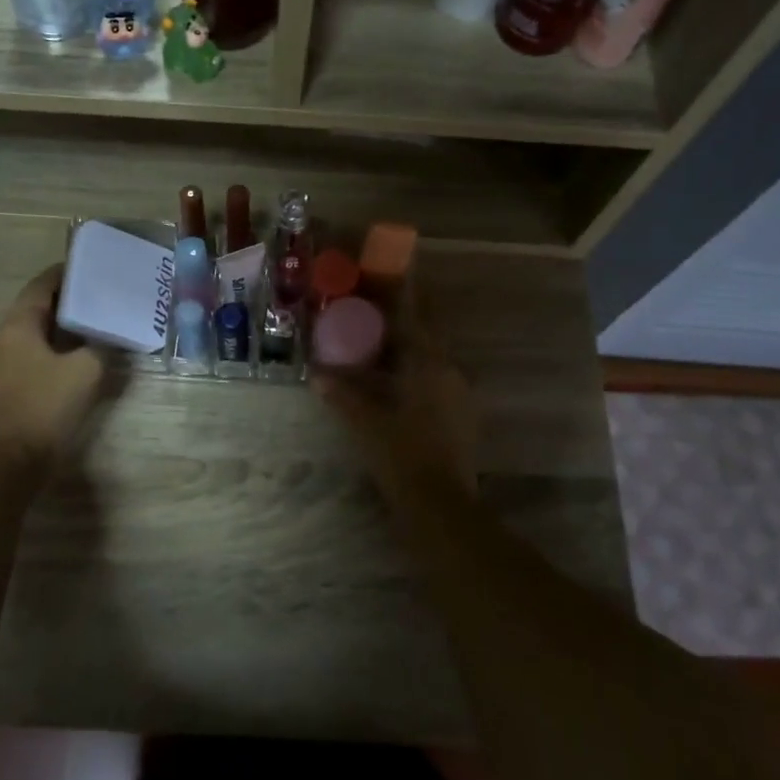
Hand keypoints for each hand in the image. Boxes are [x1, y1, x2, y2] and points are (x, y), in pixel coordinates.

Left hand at [0, 266, 105, 464]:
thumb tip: (108, 338)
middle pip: (33, 307)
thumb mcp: (86, 371)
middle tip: (98, 297)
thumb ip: (101, 347)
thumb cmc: (45, 407)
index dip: (65, 274)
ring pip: (29, 333)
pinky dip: (48, 348)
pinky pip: (25, 354)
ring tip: (90, 326)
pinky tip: (72, 358)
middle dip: (65, 301)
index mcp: (15, 326)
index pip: (41, 285)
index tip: (91, 268)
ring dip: (57, 327)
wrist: (9, 463)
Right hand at [311, 286, 477, 505]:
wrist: (440, 505)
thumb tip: (317, 374)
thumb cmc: (402, 455)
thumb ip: (342, 394)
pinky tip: (396, 384)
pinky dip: (416, 374)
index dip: (404, 293)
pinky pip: (436, 381)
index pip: (417, 316)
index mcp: (431, 365)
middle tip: (375, 313)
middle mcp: (452, 372)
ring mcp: (461, 396)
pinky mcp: (462, 417)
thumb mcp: (365, 422)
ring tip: (380, 348)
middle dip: (403, 323)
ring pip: (433, 360)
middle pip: (427, 336)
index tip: (391, 274)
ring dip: (409, 350)